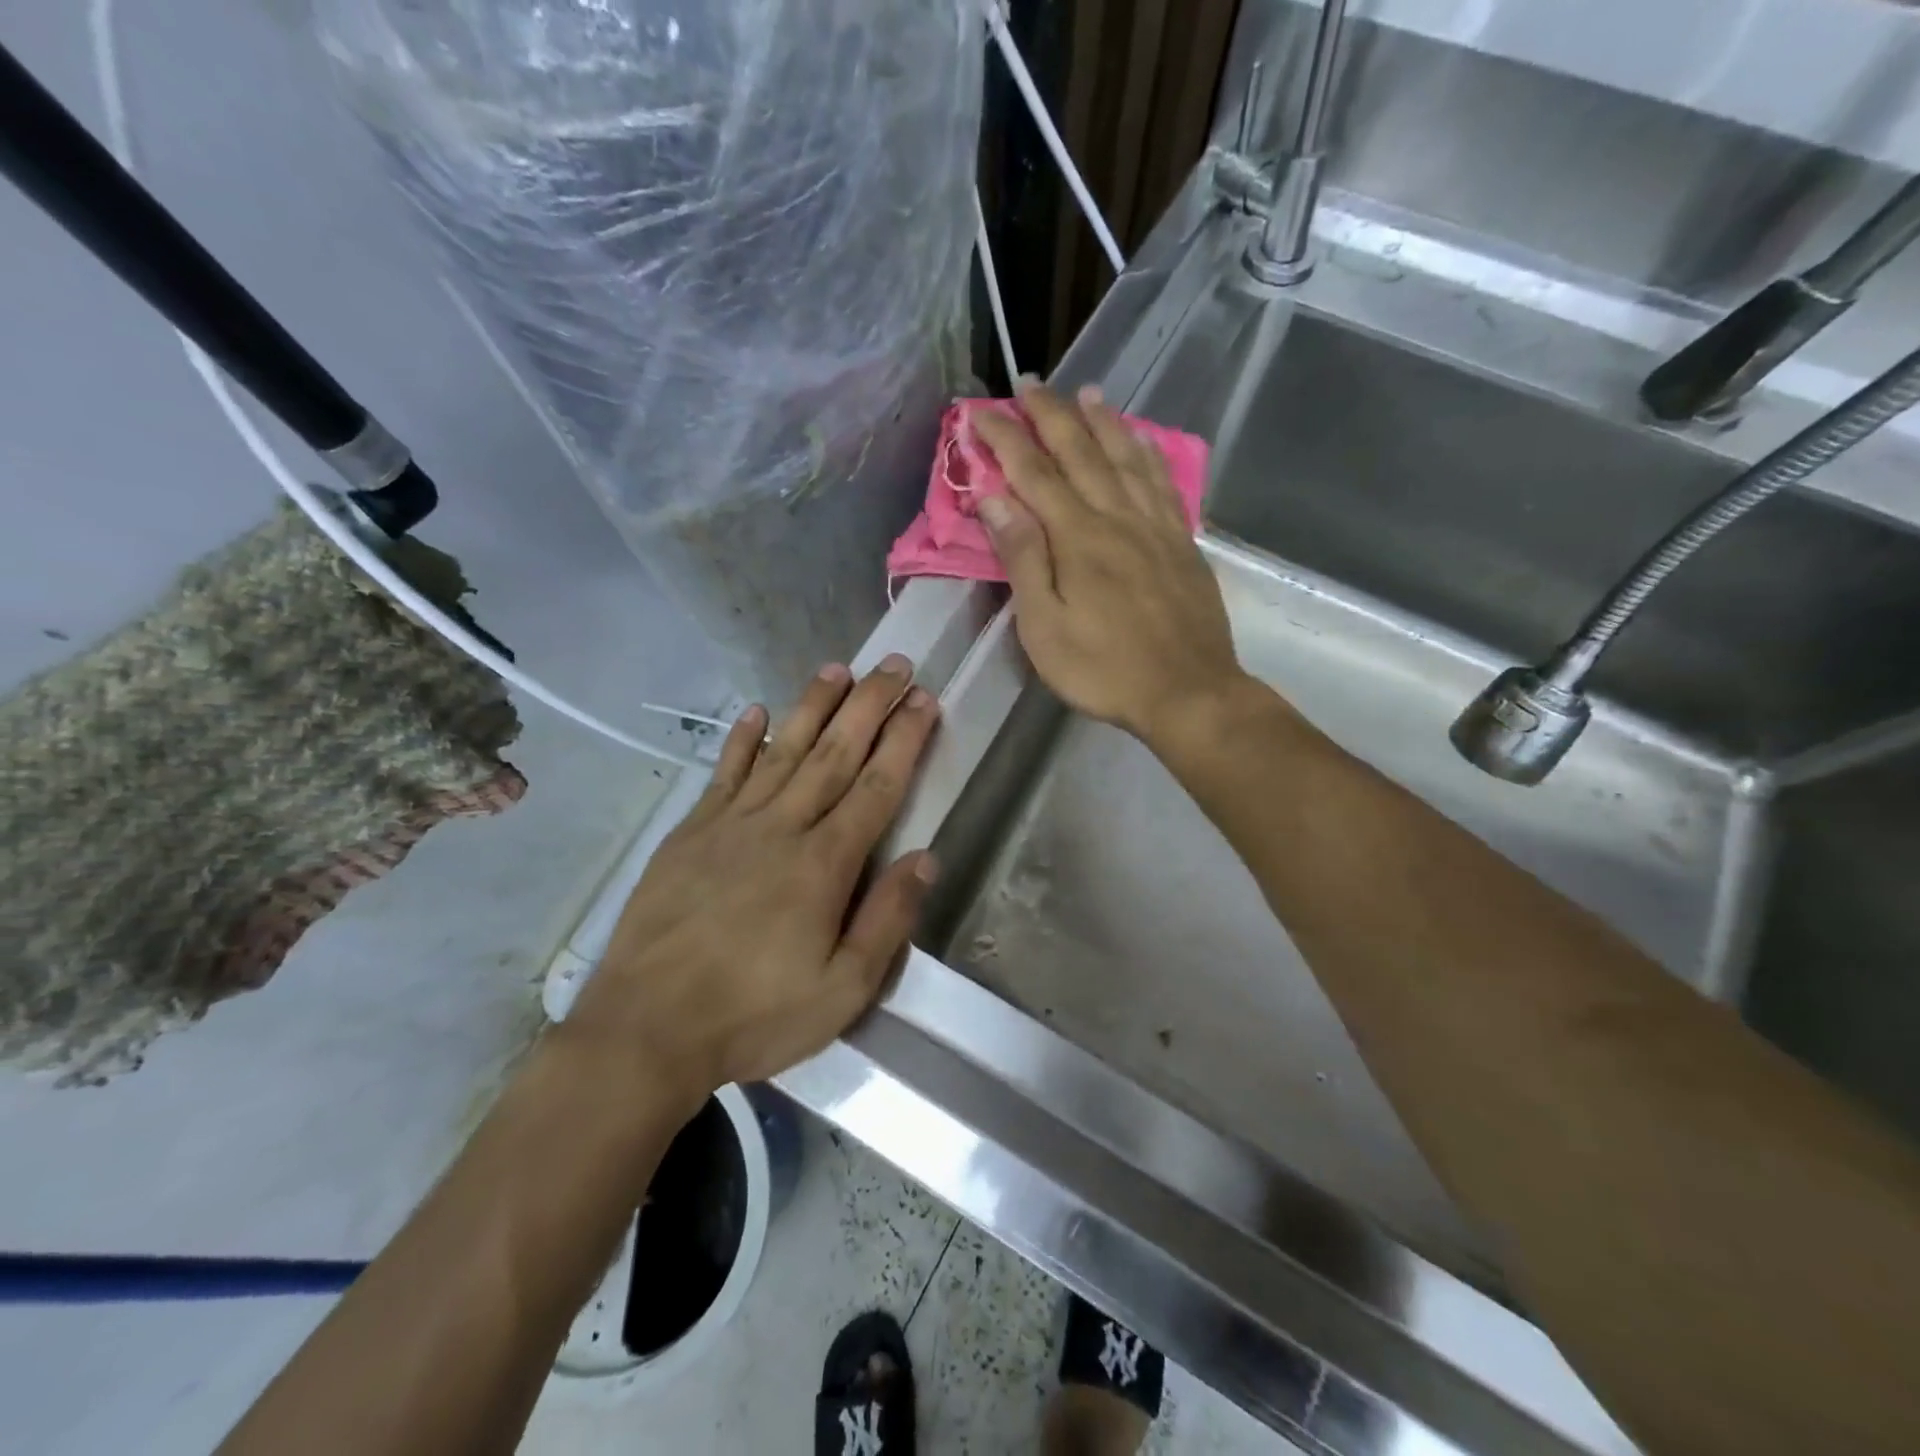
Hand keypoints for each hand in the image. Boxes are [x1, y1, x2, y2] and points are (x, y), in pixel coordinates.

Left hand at [564, 656, 939, 1107]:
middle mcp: (782, 828)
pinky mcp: (690, 833)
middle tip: (894, 664)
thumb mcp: (842, 991)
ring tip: (838, 668)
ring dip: (814, 706)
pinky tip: (757, 712)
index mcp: (824, 864)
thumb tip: (924, 857)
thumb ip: (887, 921)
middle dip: (869, 705)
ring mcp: (731, 825)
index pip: (876, 786)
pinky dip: (743, 741)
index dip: (904, 740)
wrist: (645, 1030)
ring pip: (783, 751)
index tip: (924, 700)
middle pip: (835, 754)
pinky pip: (724, 774)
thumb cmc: (754, 1015)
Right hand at [970, 380, 1245, 747]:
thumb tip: (996, 499)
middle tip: (1028, 383)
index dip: (1004, 439)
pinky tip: (1141, 440)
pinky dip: (1148, 453)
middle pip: (1081, 451)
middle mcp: (1117, 517)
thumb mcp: (1045, 626)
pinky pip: (1163, 482)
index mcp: (1077, 538)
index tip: (978, 413)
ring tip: (1085, 392)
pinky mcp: (1182, 542)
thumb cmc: (1104, 669)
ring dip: (1102, 421)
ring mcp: (1155, 526)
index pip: (1033, 473)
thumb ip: (1023, 559)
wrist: (1188, 692)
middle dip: (1050, 414)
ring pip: (1126, 457)